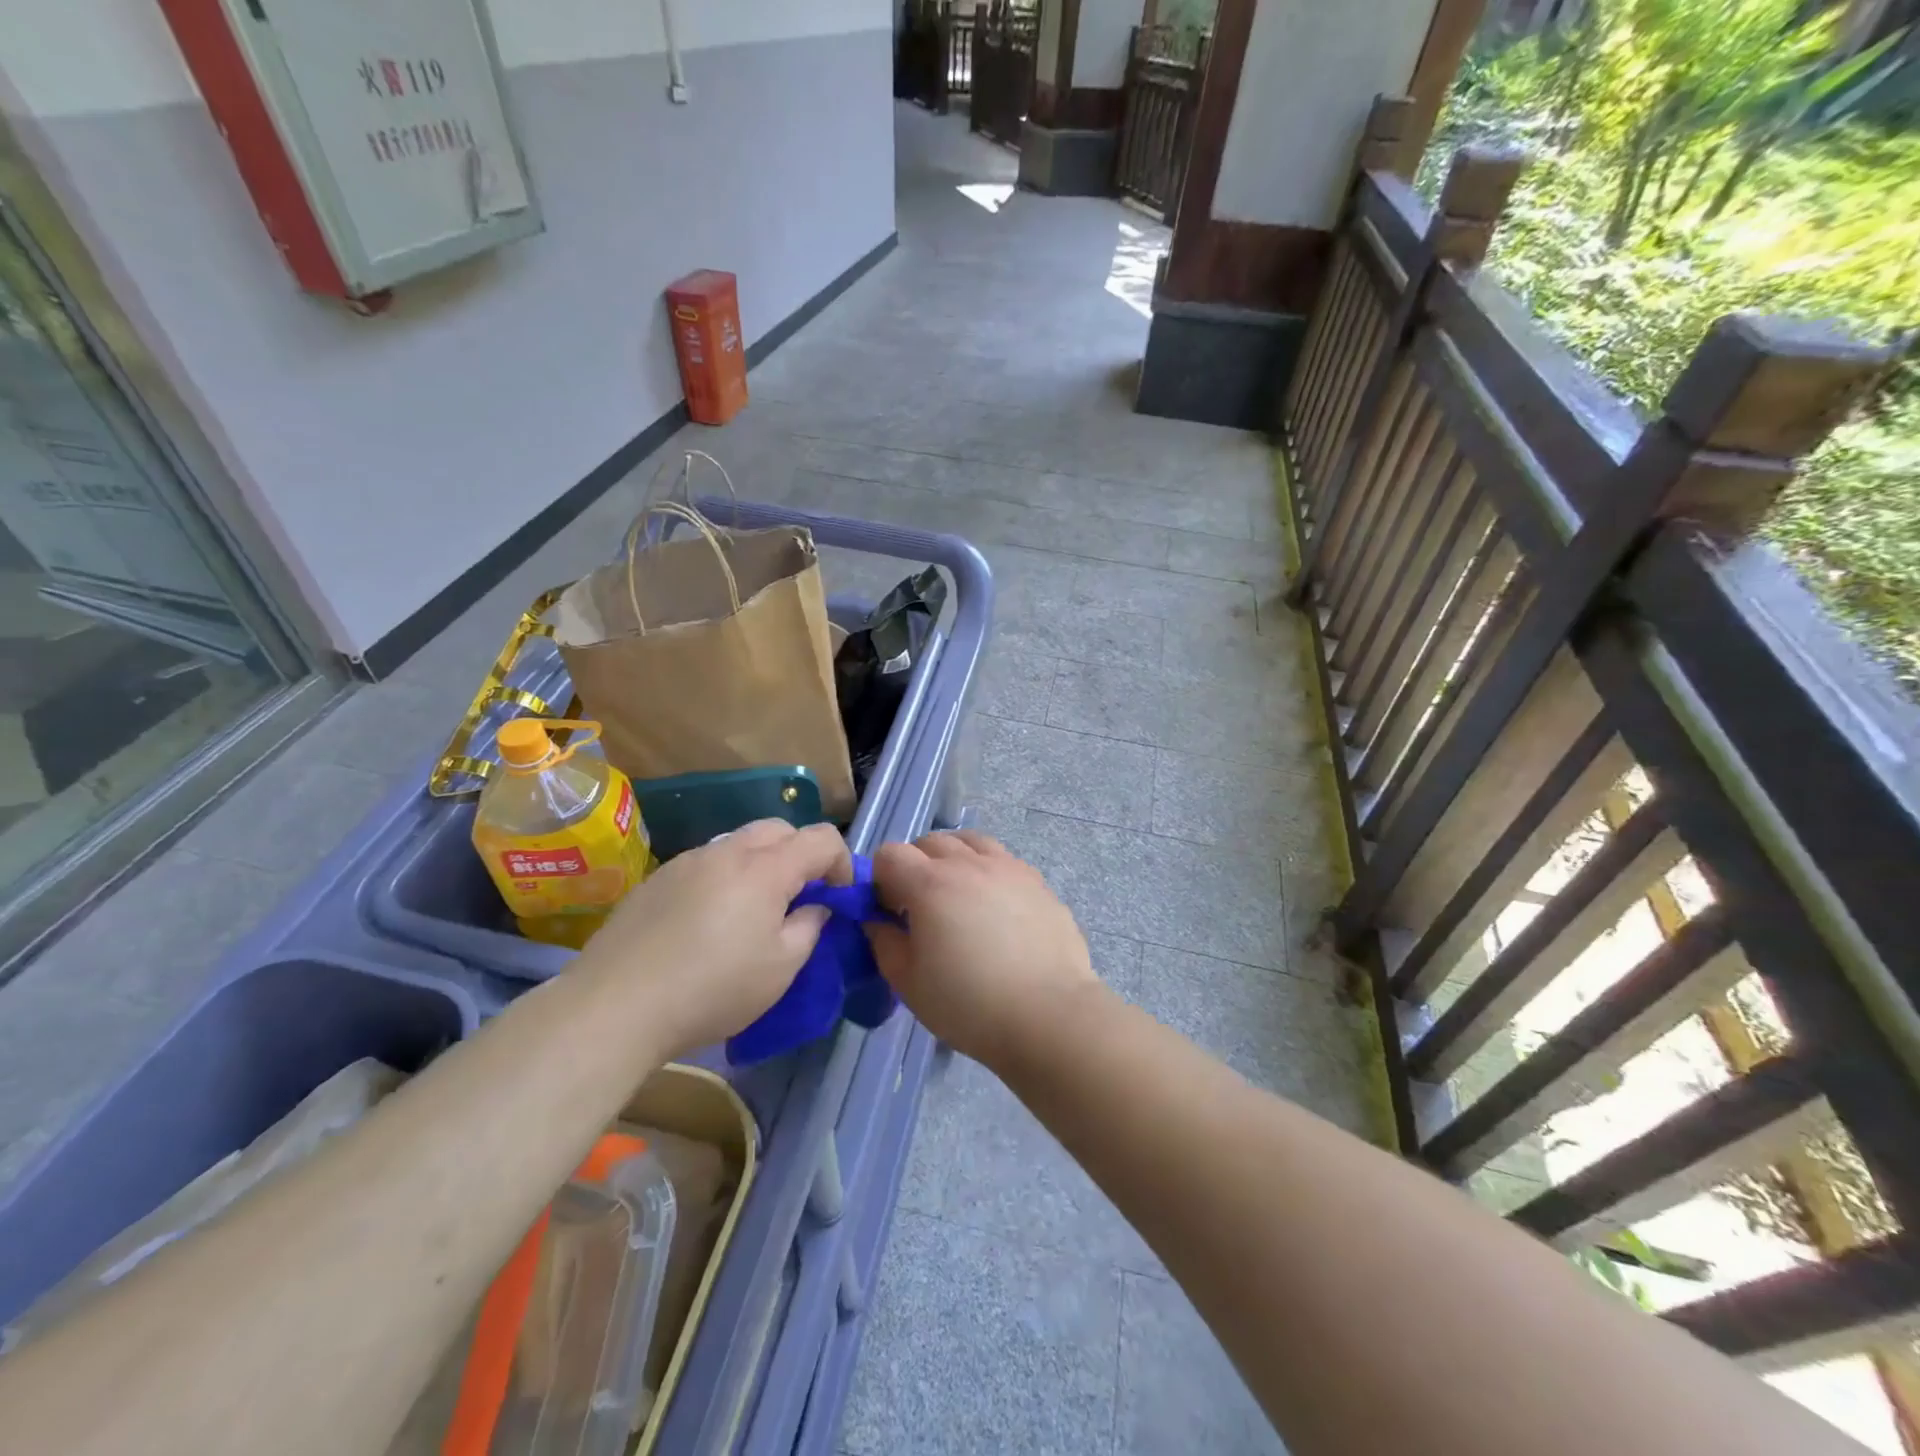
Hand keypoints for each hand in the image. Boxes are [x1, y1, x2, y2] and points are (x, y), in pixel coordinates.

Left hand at [579, 819, 849, 1054]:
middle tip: (800, 897)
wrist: (615, 1005)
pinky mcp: (658, 878)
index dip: (841, 861)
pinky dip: (725, 877)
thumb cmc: (712, 989)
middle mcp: (727, 851)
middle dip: (801, 853)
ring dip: (762, 863)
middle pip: (780, 828)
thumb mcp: (780, 969)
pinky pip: (707, 862)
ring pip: (740, 842)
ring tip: (754, 911)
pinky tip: (709, 921)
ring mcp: (688, 860)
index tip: (838, 897)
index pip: (821, 838)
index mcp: (766, 868)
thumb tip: (815, 907)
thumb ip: (809, 928)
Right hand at [866, 830, 1102, 1067]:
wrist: (1048, 1015)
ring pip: (970, 841)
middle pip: (929, 842)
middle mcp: (968, 863)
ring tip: (957, 896)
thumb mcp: (908, 983)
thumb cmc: (969, 1004)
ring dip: (953, 859)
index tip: (888, 912)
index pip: (889, 854)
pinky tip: (994, 907)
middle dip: (915, 865)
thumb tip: (877, 920)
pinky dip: (987, 870)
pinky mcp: (1037, 881)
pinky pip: (1003, 860)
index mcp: (930, 883)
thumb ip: (884, 942)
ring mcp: (1008, 867)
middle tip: (920, 906)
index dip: (880, 879)